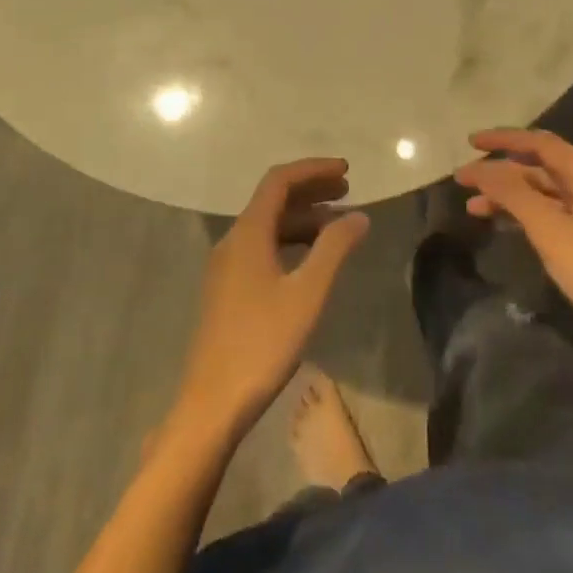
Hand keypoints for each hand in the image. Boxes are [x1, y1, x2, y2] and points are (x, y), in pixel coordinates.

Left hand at [173, 159, 368, 440]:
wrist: (213, 402)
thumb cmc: (262, 343)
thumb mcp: (307, 293)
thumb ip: (334, 249)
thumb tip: (359, 216)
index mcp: (248, 233)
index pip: (279, 181)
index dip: (313, 170)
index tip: (347, 171)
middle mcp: (233, 240)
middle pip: (273, 200)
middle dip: (311, 190)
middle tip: (348, 191)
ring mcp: (227, 265)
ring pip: (268, 225)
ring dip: (303, 218)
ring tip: (339, 225)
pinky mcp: (228, 288)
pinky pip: (262, 247)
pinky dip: (290, 241)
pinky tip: (311, 258)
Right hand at [455, 129, 572, 361]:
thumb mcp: (550, 230)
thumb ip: (512, 194)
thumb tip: (480, 168)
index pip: (540, 143)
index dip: (504, 139)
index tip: (470, 143)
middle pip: (539, 166)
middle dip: (500, 170)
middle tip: (464, 179)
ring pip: (542, 192)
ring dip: (508, 195)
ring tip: (473, 208)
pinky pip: (550, 213)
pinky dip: (523, 214)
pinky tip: (503, 225)